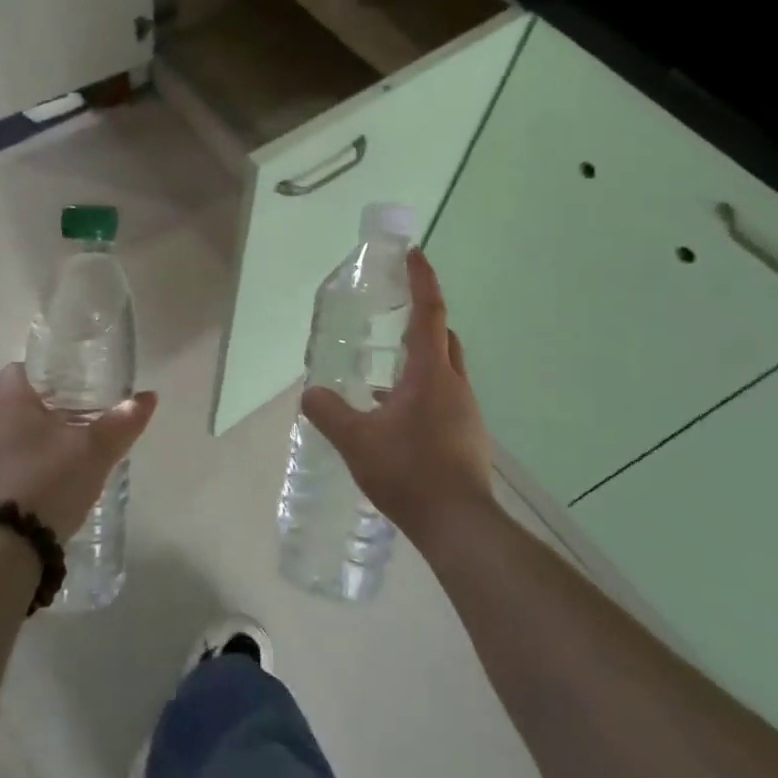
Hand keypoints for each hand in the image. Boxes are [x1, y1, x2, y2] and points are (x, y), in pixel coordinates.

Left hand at [0, 364, 157, 540]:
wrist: (6, 549)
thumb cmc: (48, 481)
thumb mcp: (94, 450)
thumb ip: (122, 421)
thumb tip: (148, 397)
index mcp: (7, 400)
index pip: (23, 367)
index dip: (51, 371)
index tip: (80, 383)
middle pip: (22, 400)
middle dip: (53, 405)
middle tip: (88, 414)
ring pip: (16, 430)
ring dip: (43, 435)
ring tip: (78, 446)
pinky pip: (10, 458)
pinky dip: (32, 459)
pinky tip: (59, 476)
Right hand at [301, 246, 494, 544]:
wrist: (458, 524)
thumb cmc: (408, 471)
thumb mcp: (356, 440)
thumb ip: (329, 412)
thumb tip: (309, 393)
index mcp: (431, 373)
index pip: (429, 313)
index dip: (423, 280)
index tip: (416, 254)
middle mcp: (455, 385)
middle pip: (444, 338)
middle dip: (423, 320)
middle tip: (394, 318)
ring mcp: (466, 412)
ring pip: (445, 370)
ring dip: (421, 361)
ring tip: (385, 374)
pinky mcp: (468, 436)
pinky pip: (445, 398)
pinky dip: (423, 392)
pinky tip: (397, 417)